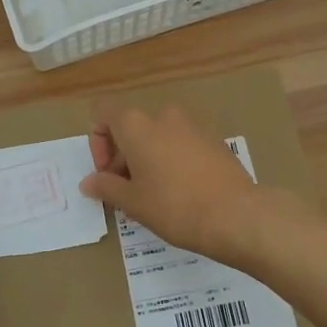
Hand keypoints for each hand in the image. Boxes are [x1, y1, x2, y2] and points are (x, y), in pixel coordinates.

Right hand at [78, 104, 276, 261]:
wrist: (236, 214)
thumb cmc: (175, 207)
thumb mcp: (133, 202)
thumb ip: (106, 187)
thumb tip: (89, 182)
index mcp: (137, 125)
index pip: (104, 111)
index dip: (97, 139)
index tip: (107, 172)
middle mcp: (164, 116)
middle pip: (131, 126)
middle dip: (122, 155)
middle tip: (127, 191)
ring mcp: (193, 125)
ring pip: (157, 135)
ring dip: (148, 158)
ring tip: (154, 194)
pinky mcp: (214, 140)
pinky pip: (181, 143)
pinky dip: (172, 159)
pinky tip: (181, 191)